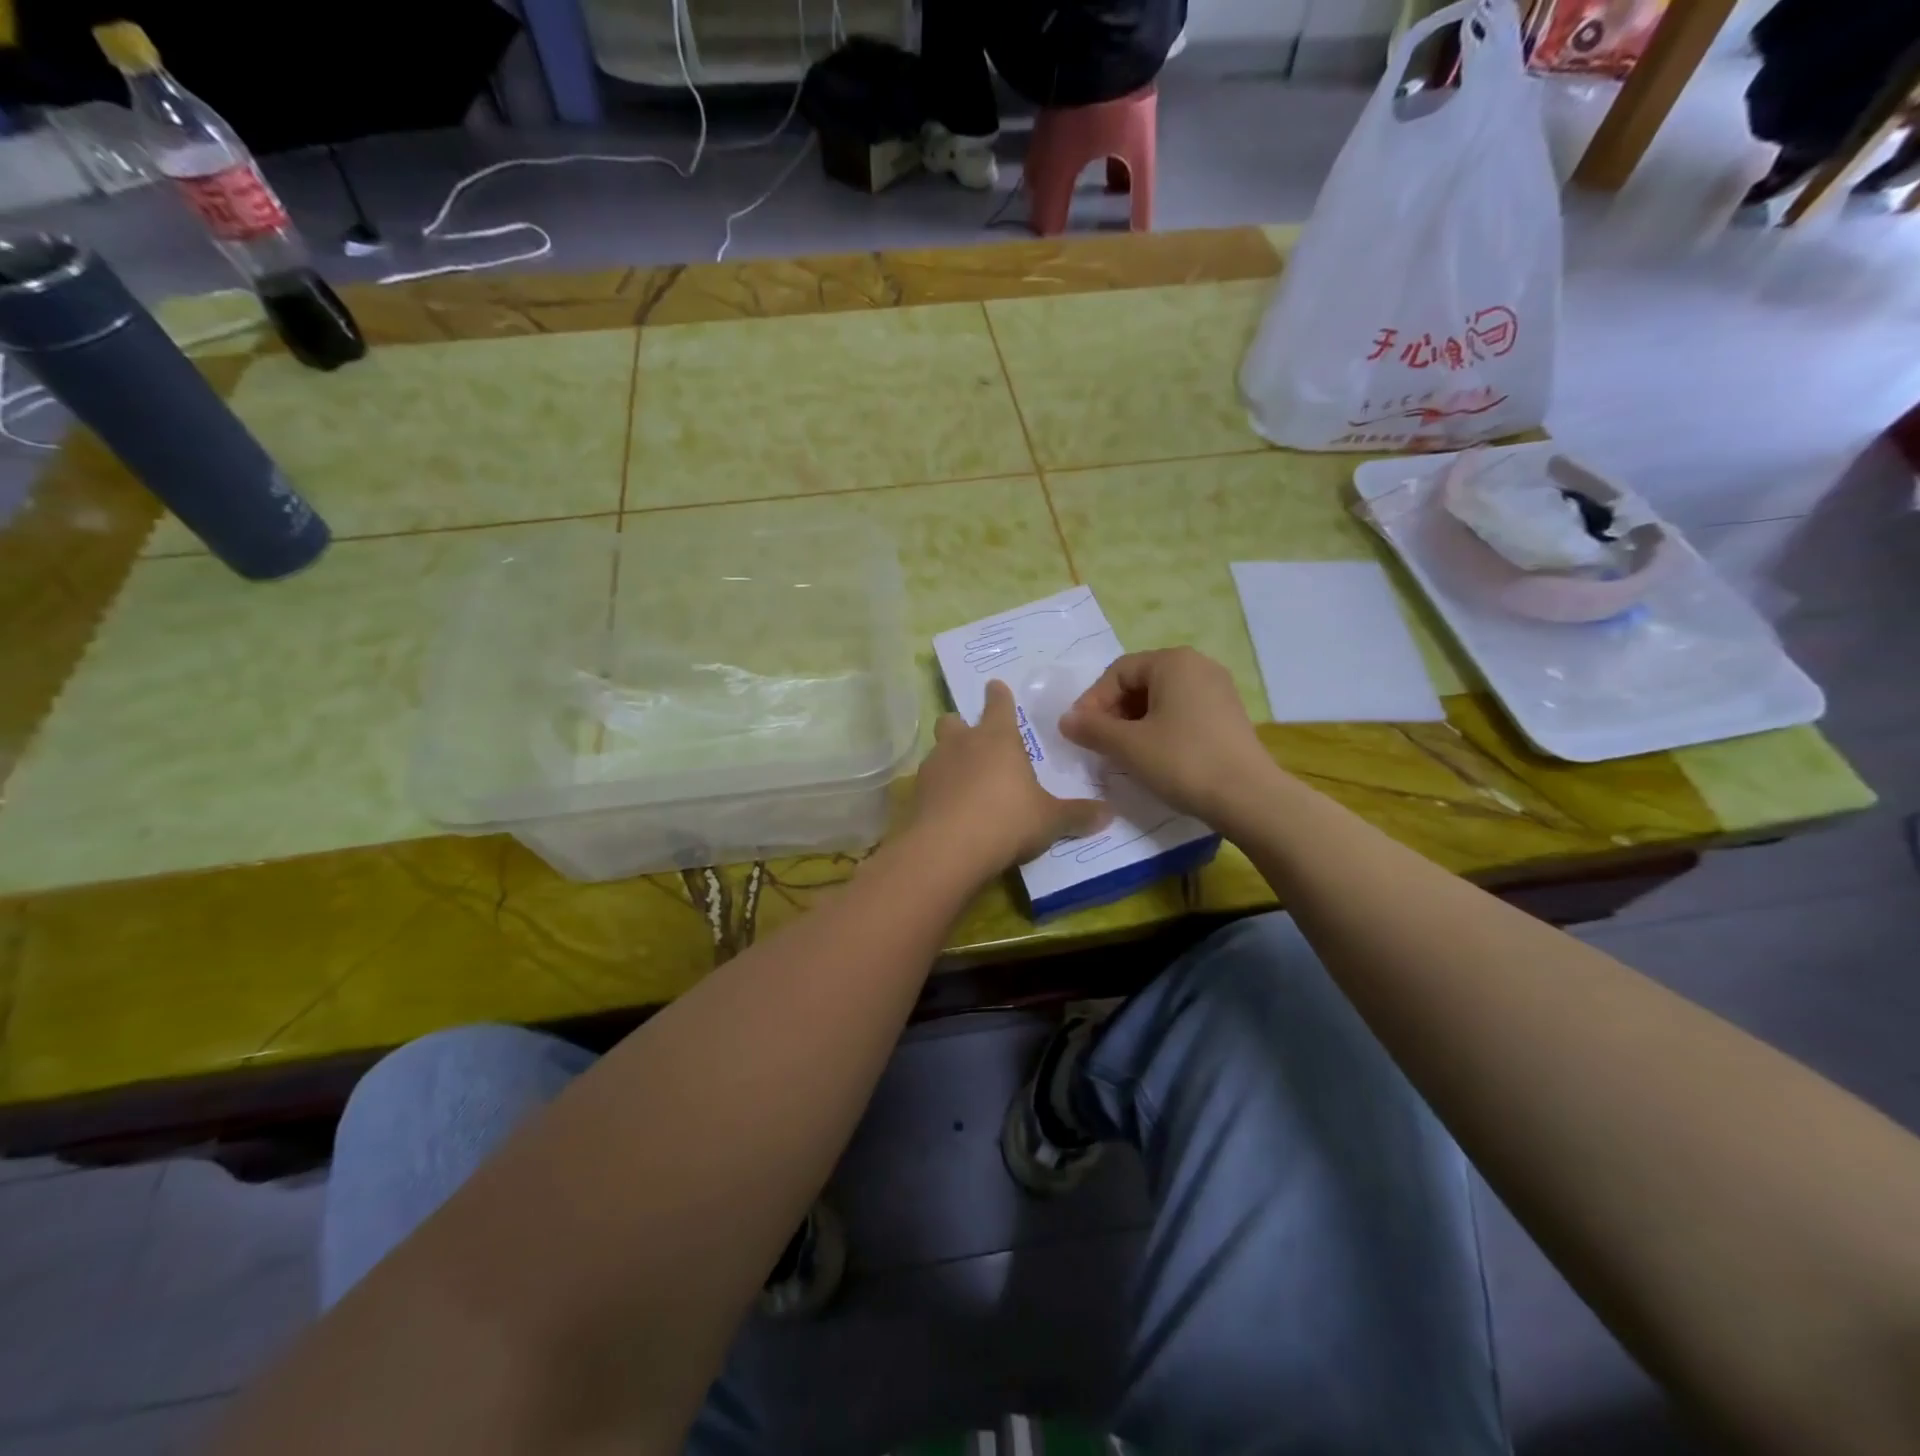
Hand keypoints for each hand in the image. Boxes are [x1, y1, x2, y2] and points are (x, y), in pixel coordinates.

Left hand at [913, 680, 1109, 875]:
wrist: (948, 849)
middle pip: (954, 721)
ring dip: (949, 759)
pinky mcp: (916, 794)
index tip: (995, 686)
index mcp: (998, 739)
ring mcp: (934, 767)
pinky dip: (938, 789)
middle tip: (972, 737)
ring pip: (938, 750)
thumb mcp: (1050, 820)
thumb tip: (1109, 814)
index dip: (998, 695)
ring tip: (962, 779)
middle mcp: (962, 744)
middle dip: (961, 725)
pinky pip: (928, 783)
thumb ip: (1077, 815)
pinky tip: (948, 808)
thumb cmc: (1008, 821)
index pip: (998, 705)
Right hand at [1059, 647, 1279, 823]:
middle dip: (1113, 712)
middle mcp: (1198, 666)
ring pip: (1161, 699)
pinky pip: (1181, 712)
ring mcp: (1218, 690)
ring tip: (1122, 753)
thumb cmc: (1182, 762)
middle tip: (1098, 744)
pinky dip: (1159, 728)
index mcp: (1173, 662)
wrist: (1248, 798)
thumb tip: (1065, 720)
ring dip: (1134, 723)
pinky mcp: (1228, 715)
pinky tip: (1152, 757)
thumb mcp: (1128, 746)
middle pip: (1140, 682)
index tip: (1080, 732)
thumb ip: (1092, 729)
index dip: (1092, 701)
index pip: (1118, 672)